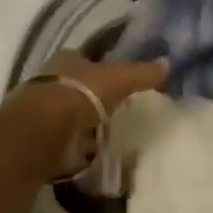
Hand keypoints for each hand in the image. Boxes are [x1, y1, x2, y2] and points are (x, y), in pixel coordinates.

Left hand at [9, 51, 167, 178]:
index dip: (103, 68)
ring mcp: (46, 112)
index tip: (121, 80)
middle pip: (79, 87)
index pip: (87, 59)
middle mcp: (52, 81)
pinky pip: (69, 141)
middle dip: (95, 98)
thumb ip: (142, 73)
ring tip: (112, 133)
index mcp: (66, 59)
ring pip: (73, 115)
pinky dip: (81, 148)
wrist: (43, 132)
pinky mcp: (45, 140)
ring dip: (87, 125)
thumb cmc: (80, 93)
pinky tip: (97, 153)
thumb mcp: (118, 78)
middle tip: (120, 109)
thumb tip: (168, 64)